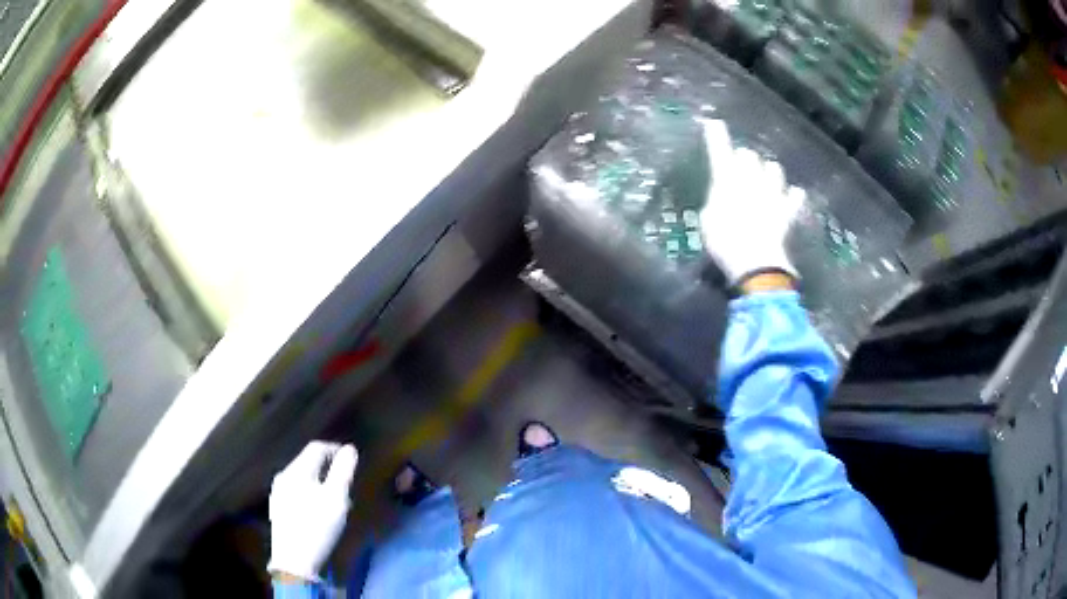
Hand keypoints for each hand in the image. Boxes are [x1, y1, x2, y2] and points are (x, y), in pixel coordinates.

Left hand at [267, 441, 357, 581]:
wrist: (294, 560)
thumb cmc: (318, 527)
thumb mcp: (337, 499)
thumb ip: (343, 471)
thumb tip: (350, 449)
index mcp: (297, 470)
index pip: (316, 447)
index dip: (335, 449)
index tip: (352, 460)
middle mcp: (283, 475)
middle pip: (307, 460)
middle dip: (327, 466)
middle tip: (345, 479)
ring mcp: (278, 491)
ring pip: (301, 476)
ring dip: (319, 479)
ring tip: (334, 495)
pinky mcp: (278, 507)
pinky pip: (296, 489)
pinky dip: (309, 490)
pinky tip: (317, 508)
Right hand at [699, 119, 804, 283]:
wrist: (755, 260)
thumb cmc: (724, 240)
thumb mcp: (708, 220)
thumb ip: (717, 201)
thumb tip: (724, 197)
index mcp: (727, 180)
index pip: (719, 151)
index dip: (717, 136)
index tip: (714, 123)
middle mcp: (751, 179)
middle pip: (750, 156)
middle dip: (745, 158)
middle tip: (741, 166)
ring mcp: (772, 193)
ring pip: (774, 169)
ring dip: (768, 172)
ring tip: (766, 180)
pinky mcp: (787, 210)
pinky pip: (795, 197)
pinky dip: (793, 196)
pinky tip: (793, 196)